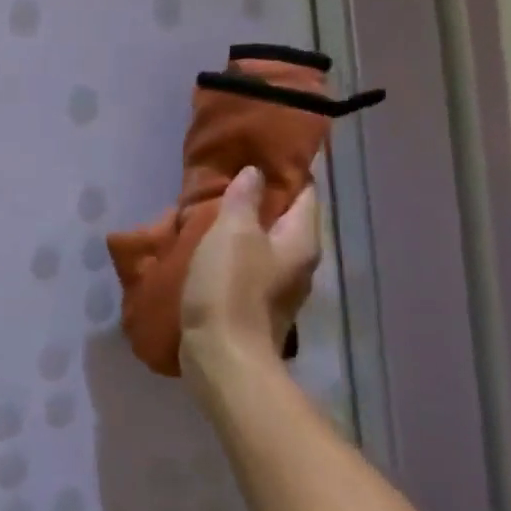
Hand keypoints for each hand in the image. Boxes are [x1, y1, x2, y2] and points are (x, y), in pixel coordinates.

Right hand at [180, 166, 320, 392]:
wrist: (222, 354)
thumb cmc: (230, 288)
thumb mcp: (232, 234)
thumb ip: (244, 201)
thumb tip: (254, 174)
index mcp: (301, 242)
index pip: (304, 195)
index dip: (284, 173)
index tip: (257, 156)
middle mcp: (298, 264)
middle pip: (285, 221)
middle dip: (260, 201)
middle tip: (227, 182)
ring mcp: (277, 288)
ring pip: (264, 245)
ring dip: (242, 228)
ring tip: (211, 213)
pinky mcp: (254, 305)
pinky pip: (247, 266)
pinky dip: (231, 253)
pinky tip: (206, 250)